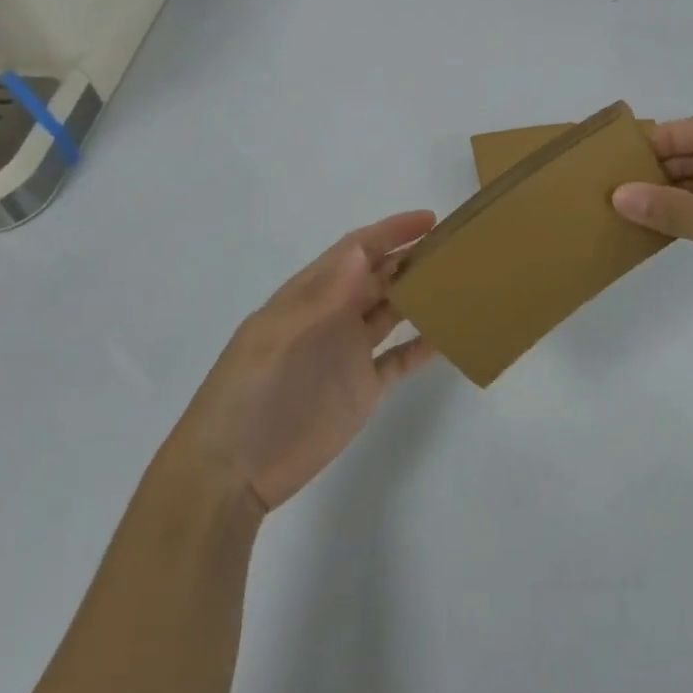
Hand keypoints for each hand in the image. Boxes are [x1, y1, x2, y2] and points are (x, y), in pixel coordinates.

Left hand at [169, 211, 437, 512]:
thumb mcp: (279, 338)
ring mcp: (349, 352)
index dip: (391, 232)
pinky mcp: (363, 388)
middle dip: (413, 258)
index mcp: (309, 296)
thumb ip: (323, 296)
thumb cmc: (249, 395)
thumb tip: (362, 250)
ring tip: (460, 283)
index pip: (356, 251)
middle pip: (380, 276)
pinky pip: (400, 358)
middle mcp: (333, 316)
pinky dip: (423, 345)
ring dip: (422, 295)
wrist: (232, 473)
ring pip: (394, 311)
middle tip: (456, 248)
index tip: (430, 220)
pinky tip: (449, 335)